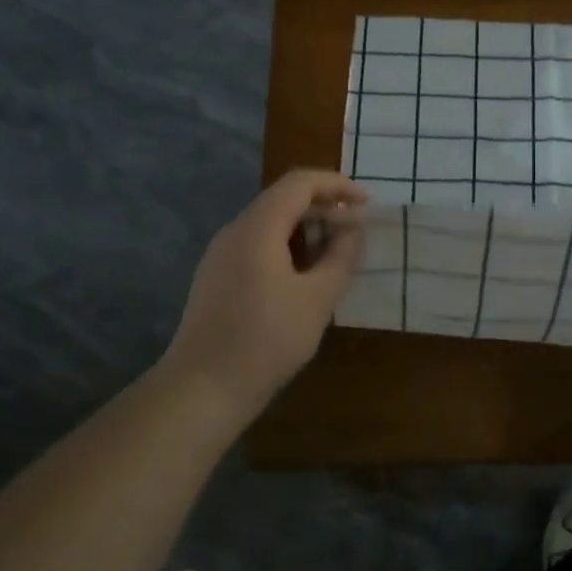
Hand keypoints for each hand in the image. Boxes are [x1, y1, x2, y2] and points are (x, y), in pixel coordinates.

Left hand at [163, 170, 366, 407]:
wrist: (203, 387)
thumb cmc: (267, 339)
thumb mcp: (318, 298)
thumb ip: (341, 256)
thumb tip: (354, 228)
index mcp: (258, 228)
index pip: (300, 183)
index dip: (337, 185)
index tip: (367, 203)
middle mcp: (235, 231)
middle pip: (283, 200)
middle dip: (325, 209)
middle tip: (358, 233)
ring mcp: (221, 255)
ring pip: (270, 225)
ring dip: (307, 230)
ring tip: (337, 256)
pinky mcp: (217, 277)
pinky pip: (257, 246)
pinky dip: (288, 248)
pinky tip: (305, 277)